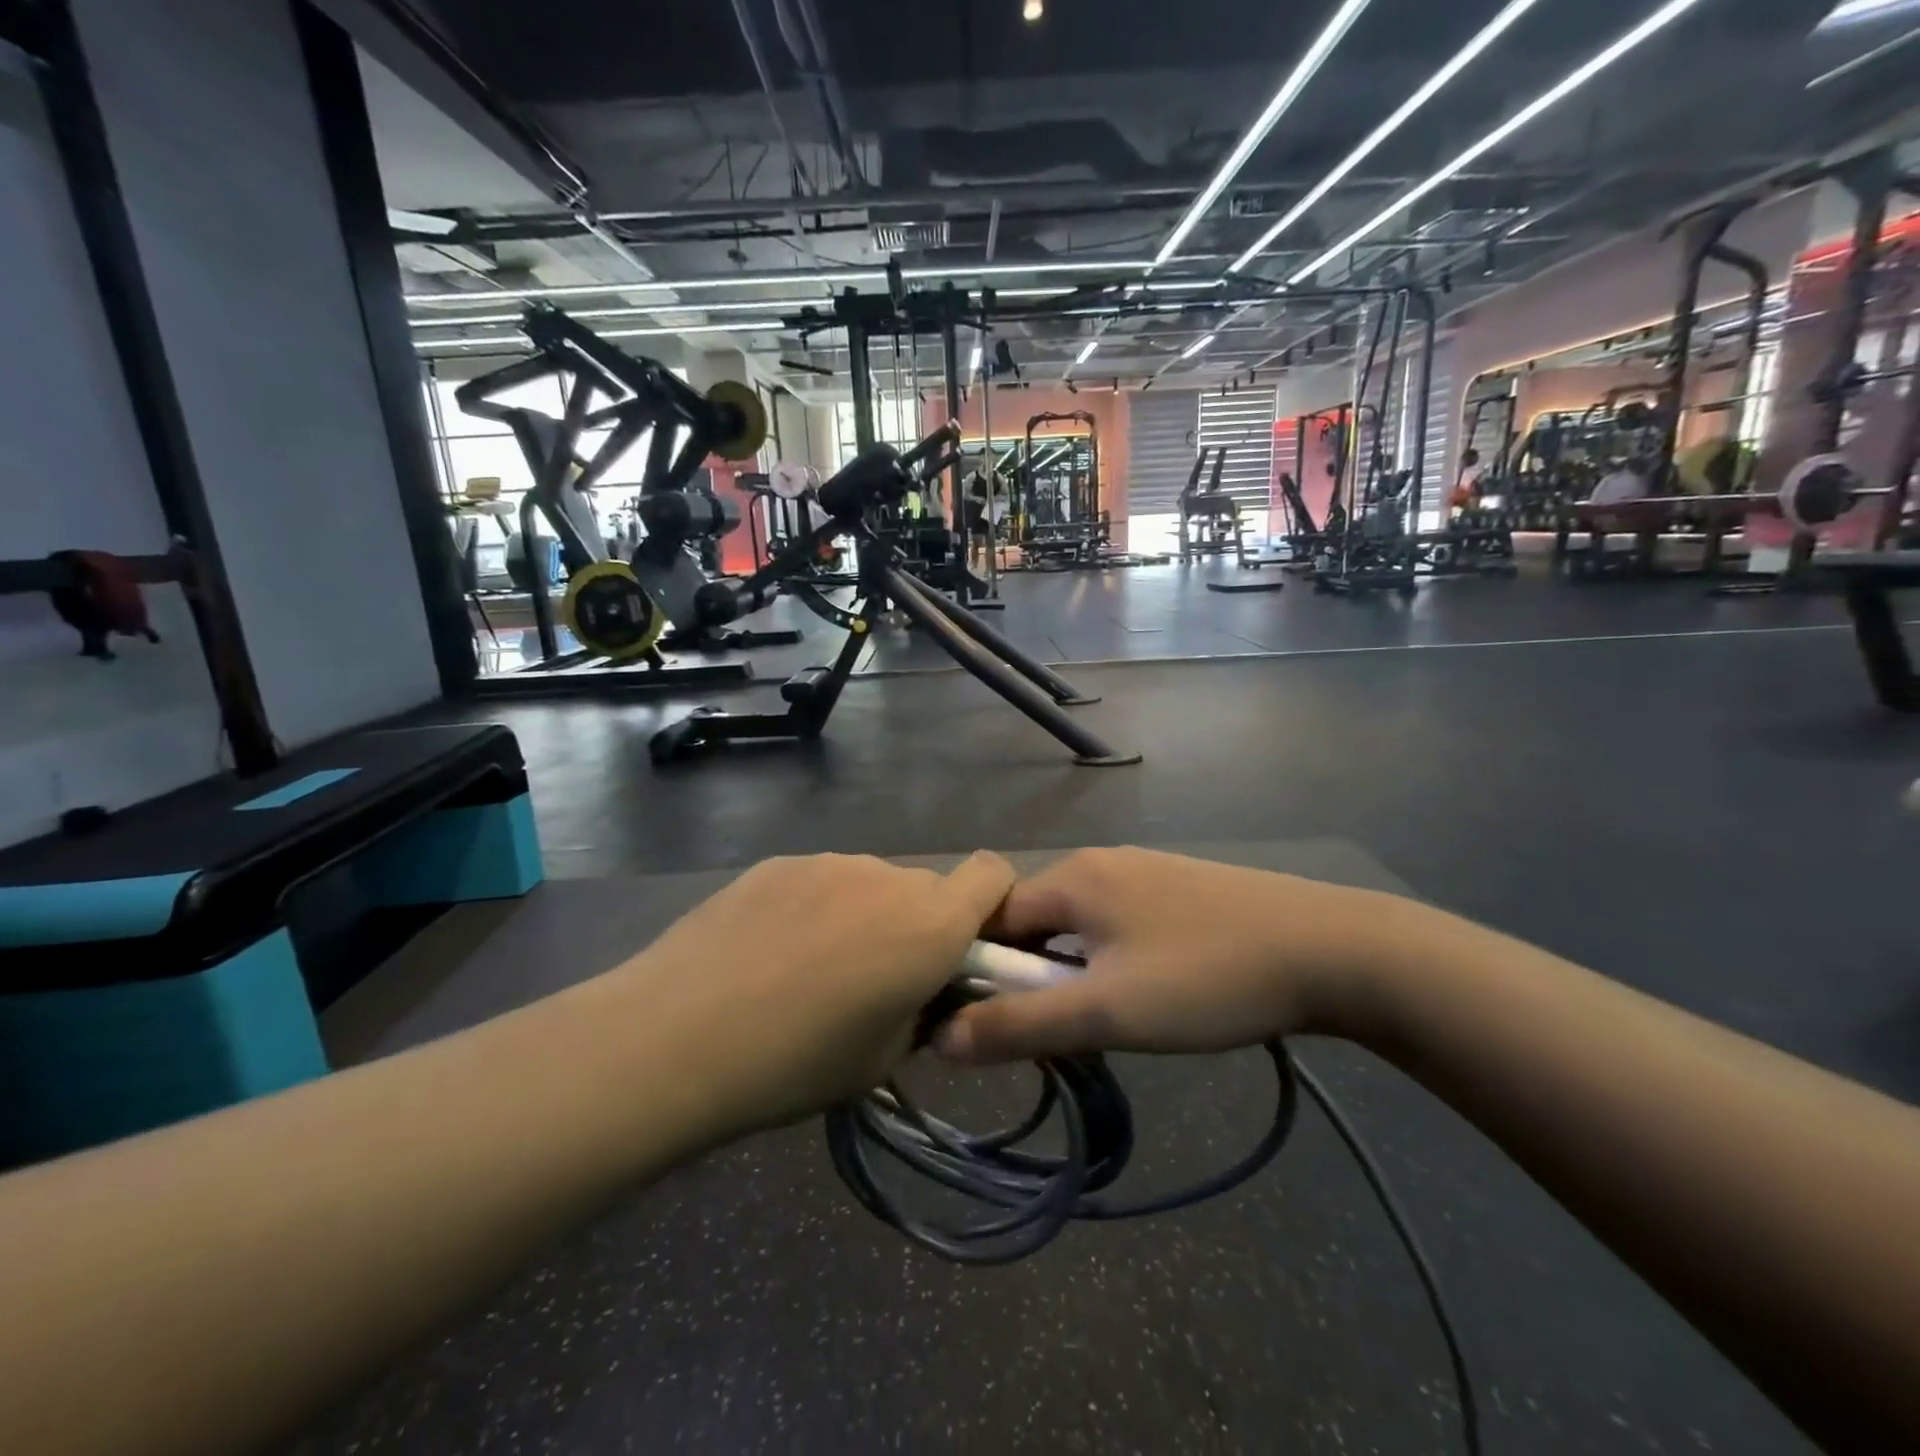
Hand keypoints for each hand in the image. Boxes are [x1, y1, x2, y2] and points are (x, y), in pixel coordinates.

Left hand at [615, 852, 1015, 1130]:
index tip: (967, 946)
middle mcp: (887, 876)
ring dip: (865, 915)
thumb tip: (926, 990)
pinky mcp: (778, 862)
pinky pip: (820, 881)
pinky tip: (769, 952)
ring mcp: (828, 862)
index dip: (992, 903)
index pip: (993, 873)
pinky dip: (815, 908)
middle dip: (919, 924)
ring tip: (811, 968)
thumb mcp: (883, 1059)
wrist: (676, 1036)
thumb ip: (924, 1011)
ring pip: (871, 884)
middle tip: (877, 977)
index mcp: (930, 923)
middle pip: (927, 887)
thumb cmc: (796, 1062)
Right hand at [937, 848, 1420, 1063]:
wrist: (1331, 950)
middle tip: (1041, 1033)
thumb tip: (943, 1038)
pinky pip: (1115, 922)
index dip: (976, 970)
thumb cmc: (1206, 979)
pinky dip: (1103, 959)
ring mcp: (1143, 871)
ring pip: (1076, 924)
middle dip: (1024, 975)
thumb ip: (1020, 1025)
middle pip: (1034, 919)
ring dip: (1066, 970)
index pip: (993, 919)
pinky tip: (1136, 994)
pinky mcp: (1177, 890)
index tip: (979, 1023)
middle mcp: (1100, 862)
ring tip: (1089, 1021)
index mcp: (1073, 877)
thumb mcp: (1107, 1011)